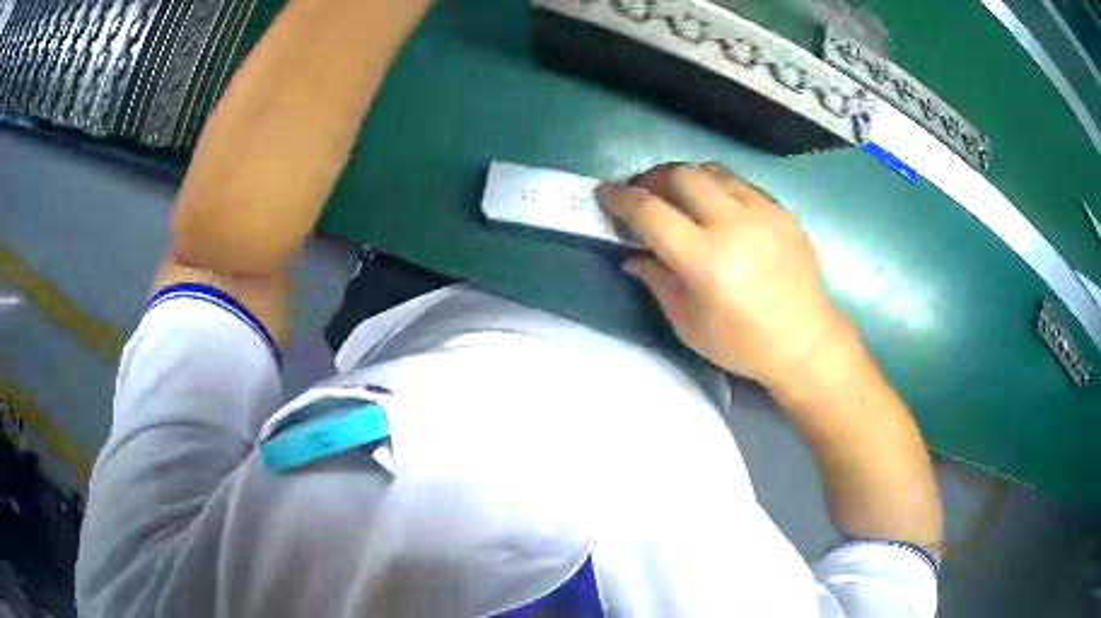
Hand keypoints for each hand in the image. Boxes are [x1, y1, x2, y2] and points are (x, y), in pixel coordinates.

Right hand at [597, 162, 849, 391]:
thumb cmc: (741, 344)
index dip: (620, 199)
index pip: (650, 212)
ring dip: (685, 176)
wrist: (805, 342)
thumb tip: (631, 254)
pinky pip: (741, 183)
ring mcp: (763, 213)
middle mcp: (734, 226)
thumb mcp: (687, 324)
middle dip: (651, 178)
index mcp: (706, 261)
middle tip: (643, 193)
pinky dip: (717, 187)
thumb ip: (656, 281)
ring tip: (678, 195)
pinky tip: (717, 207)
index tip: (604, 192)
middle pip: (680, 175)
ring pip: (712, 171)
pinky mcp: (783, 211)